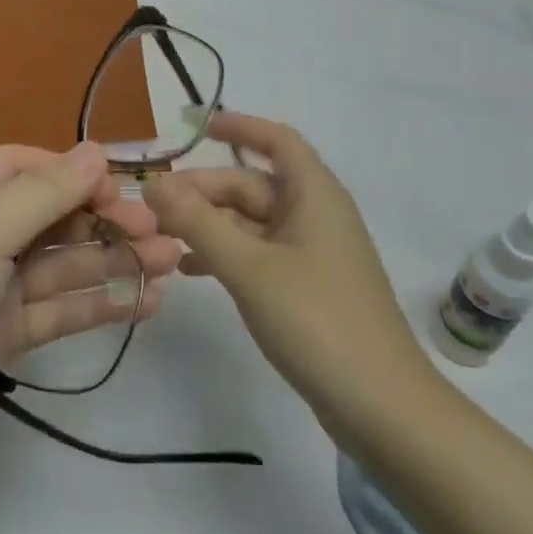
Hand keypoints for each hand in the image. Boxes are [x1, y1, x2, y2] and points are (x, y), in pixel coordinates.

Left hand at [0, 142, 181, 493]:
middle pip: (46, 216)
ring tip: (170, 263)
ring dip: (111, 262)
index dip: (72, 172)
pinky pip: (55, 310)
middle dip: (102, 221)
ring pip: (58, 265)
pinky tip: (144, 302)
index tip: (123, 187)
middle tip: (159, 232)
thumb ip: (44, 192)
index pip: (21, 166)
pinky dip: (96, 304)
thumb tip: (96, 151)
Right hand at [143, 112, 439, 435]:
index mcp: (314, 195)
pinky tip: (188, 269)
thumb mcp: (249, 267)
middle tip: (152, 205)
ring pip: (251, 222)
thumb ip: (198, 223)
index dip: (240, 127)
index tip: (197, 127)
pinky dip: (224, 254)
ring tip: (160, 236)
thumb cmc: (317, 319)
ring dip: (208, 224)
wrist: (381, 406)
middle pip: (252, 185)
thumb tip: (154, 184)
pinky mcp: (306, 287)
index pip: (277, 140)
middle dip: (203, 190)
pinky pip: (257, 254)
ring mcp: (311, 253)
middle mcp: (314, 215)